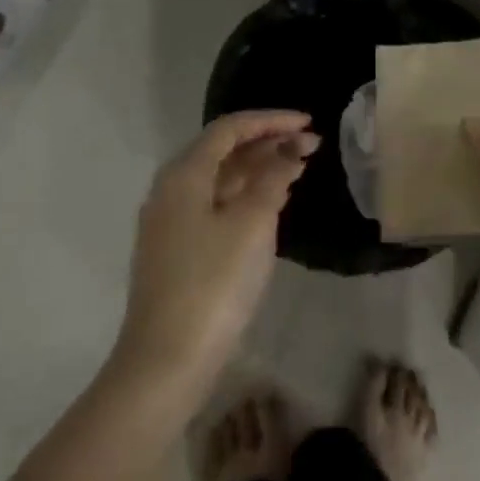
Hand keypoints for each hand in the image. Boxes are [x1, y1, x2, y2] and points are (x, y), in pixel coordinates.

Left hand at [114, 110, 317, 381]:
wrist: (167, 360)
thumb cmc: (214, 282)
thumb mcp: (252, 223)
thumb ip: (273, 178)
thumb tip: (291, 148)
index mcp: (184, 175)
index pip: (230, 129)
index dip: (271, 120)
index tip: (309, 122)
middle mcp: (172, 190)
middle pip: (223, 151)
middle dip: (268, 143)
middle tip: (312, 145)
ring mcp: (172, 221)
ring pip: (221, 179)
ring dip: (260, 168)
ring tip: (300, 166)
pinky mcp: (178, 249)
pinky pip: (217, 204)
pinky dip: (247, 194)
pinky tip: (273, 199)